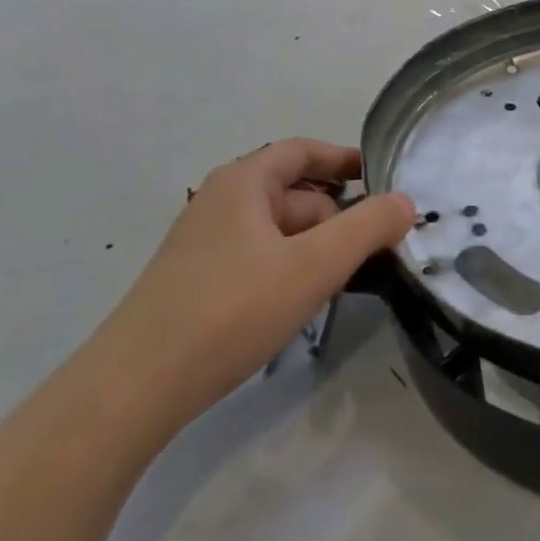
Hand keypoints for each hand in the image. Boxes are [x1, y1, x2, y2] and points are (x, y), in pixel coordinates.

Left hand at [99, 140, 414, 421]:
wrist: (134, 390)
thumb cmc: (230, 310)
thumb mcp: (312, 266)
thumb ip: (368, 228)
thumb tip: (405, 202)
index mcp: (242, 183)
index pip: (303, 151)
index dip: (344, 159)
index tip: (383, 178)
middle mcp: (221, 203)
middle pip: (295, 194)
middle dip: (338, 217)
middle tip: (375, 251)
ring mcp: (205, 245)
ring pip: (278, 232)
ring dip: (316, 248)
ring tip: (345, 282)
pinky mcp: (197, 283)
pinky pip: (259, 259)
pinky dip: (290, 269)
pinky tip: (302, 303)